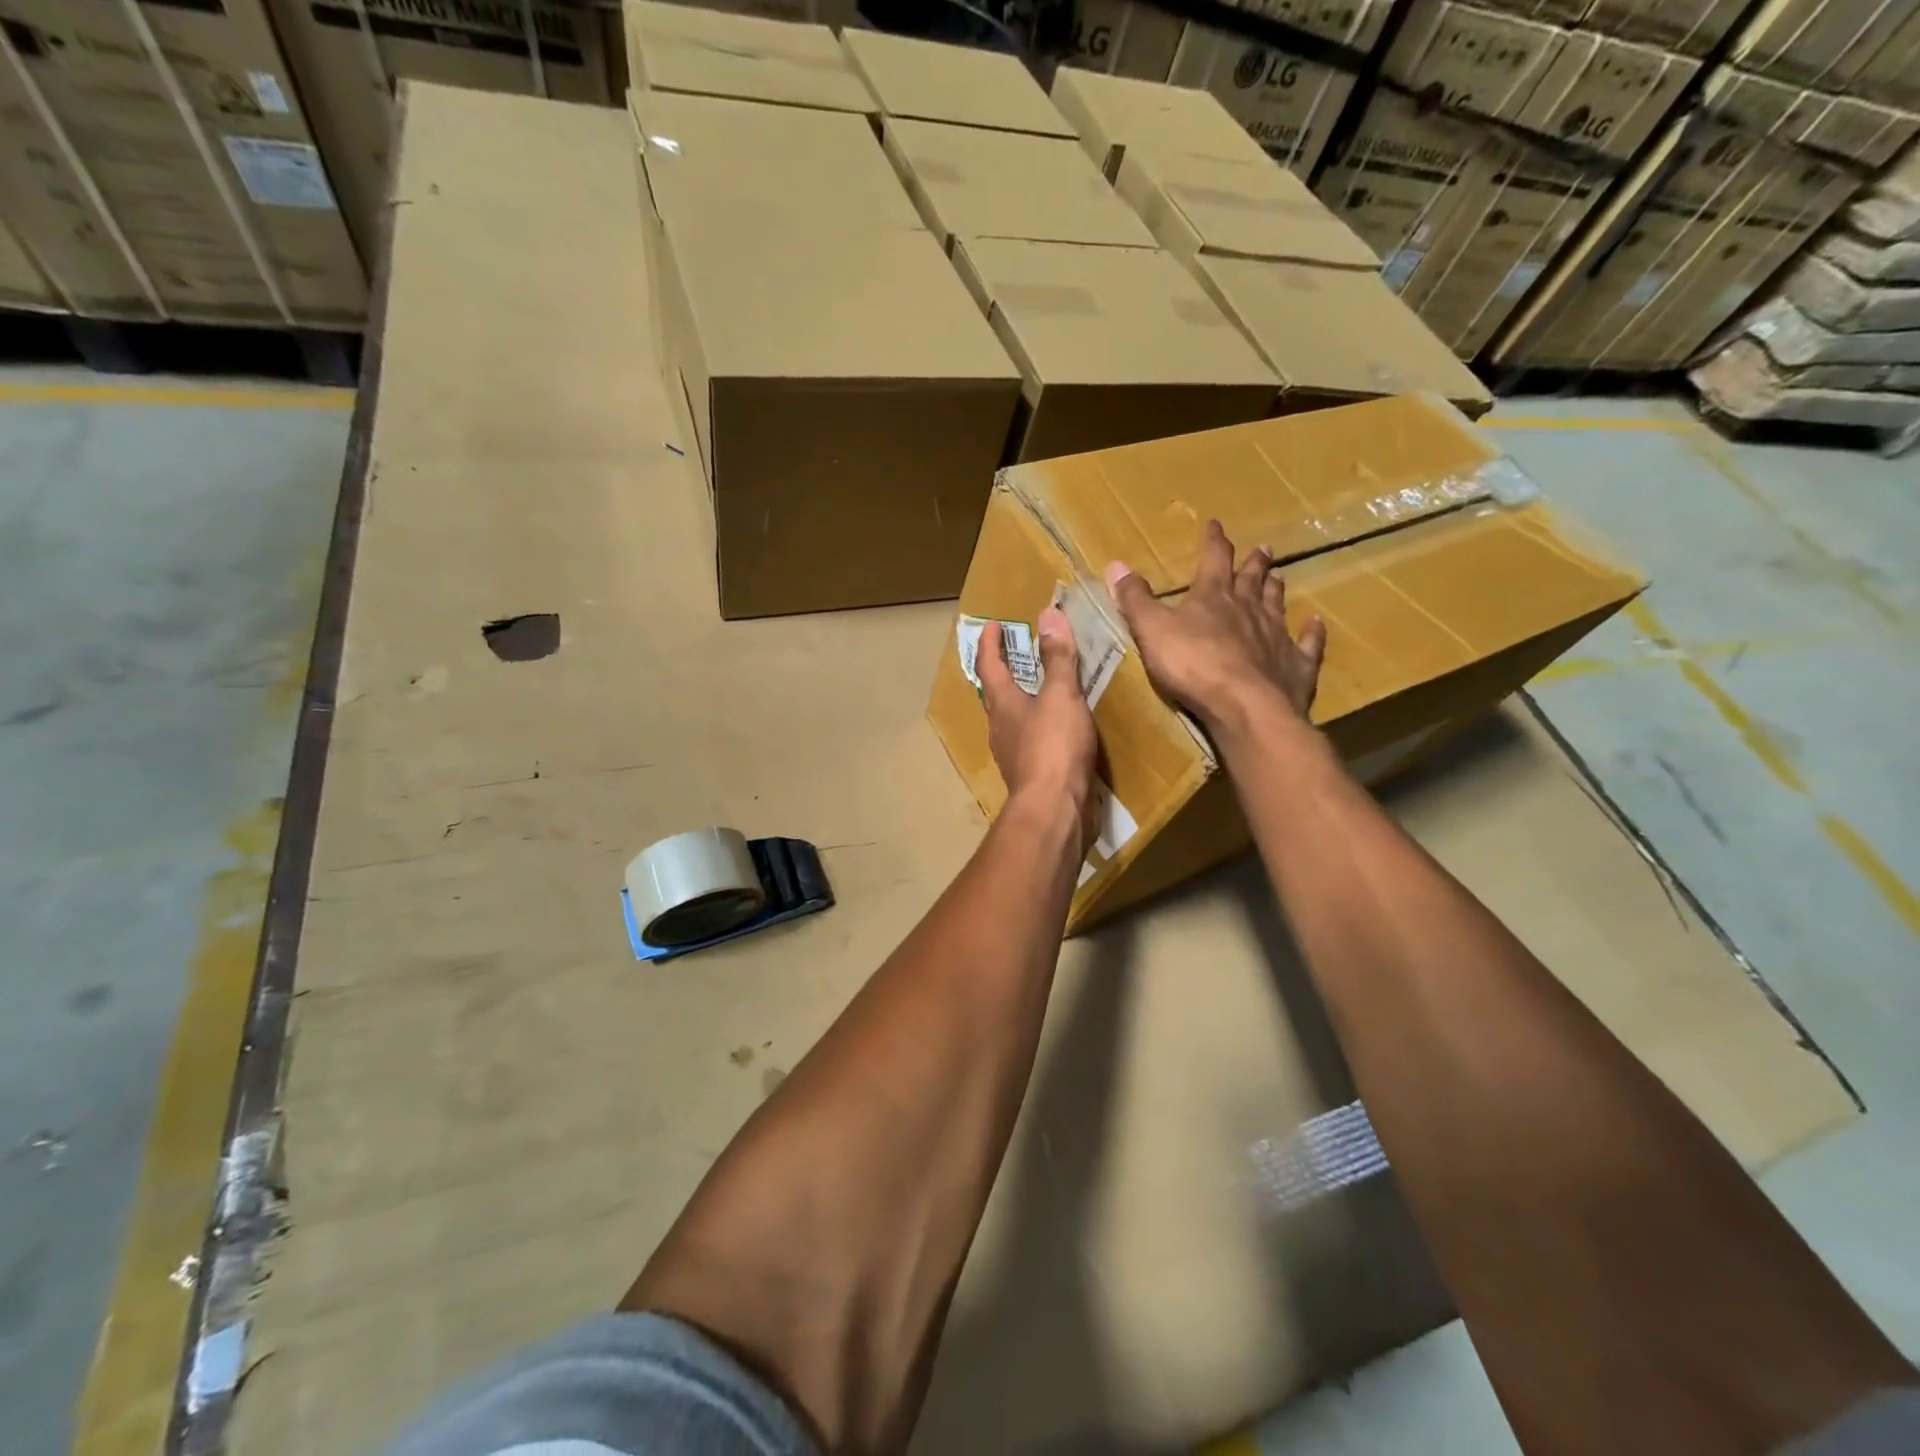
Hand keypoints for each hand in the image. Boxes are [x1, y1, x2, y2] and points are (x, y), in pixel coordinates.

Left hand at [978, 609, 1096, 823]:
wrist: (1054, 810)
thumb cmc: (1054, 747)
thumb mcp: (1060, 695)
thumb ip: (1057, 657)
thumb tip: (1048, 614)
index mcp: (1002, 704)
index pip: (988, 665)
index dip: (989, 643)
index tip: (991, 624)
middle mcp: (1001, 727)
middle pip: (996, 692)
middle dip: (1003, 669)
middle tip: (1016, 650)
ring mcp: (1013, 753)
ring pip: (1012, 717)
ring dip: (1021, 697)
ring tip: (1040, 684)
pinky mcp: (1030, 773)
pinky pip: (1031, 738)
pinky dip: (1039, 723)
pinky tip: (1057, 726)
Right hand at [1105, 519, 1325, 729]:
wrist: (1245, 706)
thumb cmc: (1192, 665)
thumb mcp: (1151, 630)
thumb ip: (1135, 599)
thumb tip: (1116, 565)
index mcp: (1213, 597)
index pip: (1213, 559)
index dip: (1213, 541)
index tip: (1215, 525)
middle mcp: (1249, 609)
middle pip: (1252, 579)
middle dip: (1253, 563)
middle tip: (1263, 548)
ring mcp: (1277, 636)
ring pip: (1277, 604)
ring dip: (1276, 589)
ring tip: (1279, 576)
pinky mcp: (1296, 665)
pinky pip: (1307, 643)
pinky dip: (1312, 632)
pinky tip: (1316, 622)